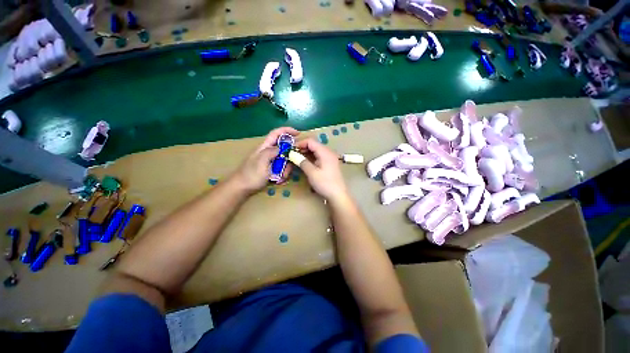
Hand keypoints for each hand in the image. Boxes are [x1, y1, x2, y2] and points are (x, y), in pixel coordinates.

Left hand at [231, 127, 298, 193]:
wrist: (241, 189)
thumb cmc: (251, 175)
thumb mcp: (261, 161)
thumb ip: (271, 151)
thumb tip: (282, 147)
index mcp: (264, 147)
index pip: (276, 134)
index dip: (287, 131)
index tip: (298, 133)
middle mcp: (268, 153)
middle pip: (284, 149)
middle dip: (289, 157)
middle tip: (290, 166)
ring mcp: (270, 162)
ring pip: (284, 161)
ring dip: (286, 169)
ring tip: (281, 177)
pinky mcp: (271, 170)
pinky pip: (282, 169)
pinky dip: (282, 174)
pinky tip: (279, 180)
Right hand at [295, 138, 348, 201]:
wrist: (338, 195)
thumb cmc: (325, 184)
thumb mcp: (312, 173)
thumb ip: (302, 162)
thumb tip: (293, 155)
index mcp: (325, 152)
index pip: (310, 141)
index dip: (300, 144)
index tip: (291, 150)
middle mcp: (328, 153)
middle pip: (313, 146)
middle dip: (302, 149)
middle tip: (292, 155)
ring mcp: (329, 158)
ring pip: (315, 152)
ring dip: (305, 154)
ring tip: (296, 160)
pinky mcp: (329, 164)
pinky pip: (318, 157)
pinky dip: (310, 159)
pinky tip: (304, 164)